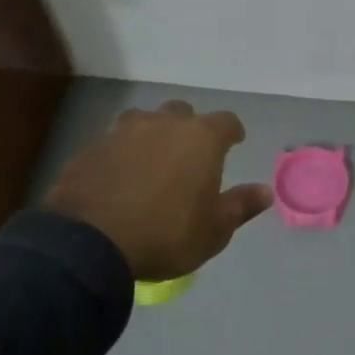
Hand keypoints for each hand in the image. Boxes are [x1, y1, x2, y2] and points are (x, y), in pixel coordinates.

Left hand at [43, 100, 273, 282]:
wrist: (88, 243)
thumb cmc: (165, 234)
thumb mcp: (213, 230)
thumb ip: (240, 206)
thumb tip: (265, 191)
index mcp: (201, 139)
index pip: (227, 121)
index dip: (232, 132)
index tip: (234, 142)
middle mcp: (164, 124)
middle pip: (183, 112)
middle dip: (189, 127)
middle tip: (189, 153)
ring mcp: (123, 132)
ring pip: (144, 120)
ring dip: (151, 134)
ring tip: (151, 159)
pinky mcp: (91, 149)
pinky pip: (113, 143)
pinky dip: (121, 154)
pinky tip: (119, 177)